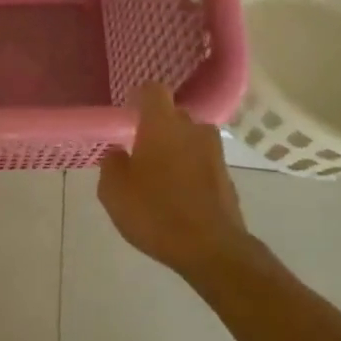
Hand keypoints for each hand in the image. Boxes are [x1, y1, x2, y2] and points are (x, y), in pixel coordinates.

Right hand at [98, 84, 252, 279]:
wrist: (212, 249)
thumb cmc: (155, 212)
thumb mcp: (113, 191)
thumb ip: (112, 164)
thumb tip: (119, 154)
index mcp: (162, 124)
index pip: (153, 90)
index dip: (140, 98)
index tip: (129, 113)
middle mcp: (192, 130)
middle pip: (174, 116)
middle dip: (158, 127)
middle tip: (141, 151)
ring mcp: (215, 154)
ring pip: (191, 140)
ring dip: (177, 150)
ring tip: (161, 176)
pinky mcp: (228, 178)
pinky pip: (203, 164)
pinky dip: (192, 172)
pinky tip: (179, 197)